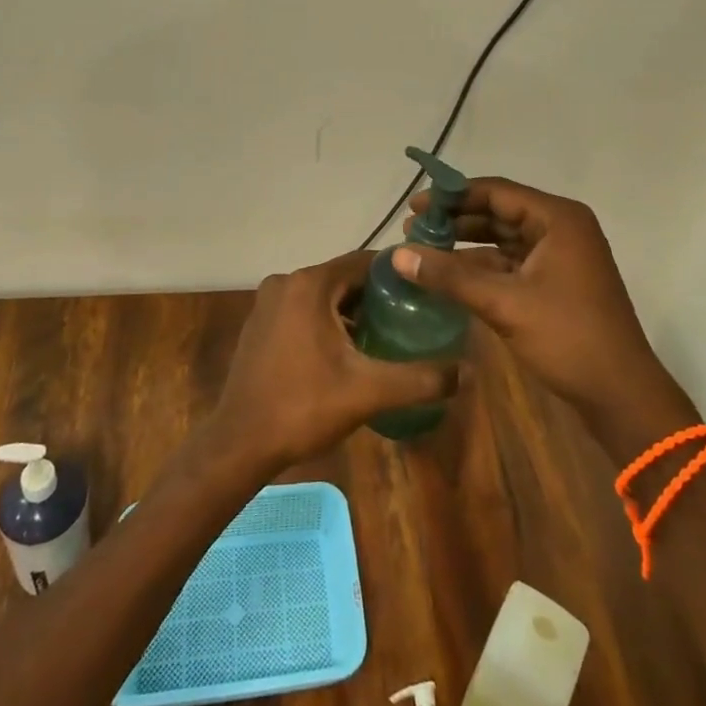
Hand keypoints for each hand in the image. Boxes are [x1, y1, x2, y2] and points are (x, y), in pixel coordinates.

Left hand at [209, 250, 460, 470]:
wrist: (238, 444)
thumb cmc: (303, 407)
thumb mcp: (368, 392)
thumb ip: (419, 379)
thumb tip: (466, 372)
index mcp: (310, 284)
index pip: (365, 261)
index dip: (399, 273)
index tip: (427, 288)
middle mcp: (287, 282)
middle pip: (344, 277)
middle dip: (378, 294)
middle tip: (413, 315)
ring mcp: (269, 302)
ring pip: (324, 294)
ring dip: (353, 309)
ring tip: (387, 333)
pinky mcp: (261, 323)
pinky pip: (304, 309)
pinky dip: (328, 320)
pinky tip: (349, 349)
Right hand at [393, 178, 696, 444]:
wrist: (621, 395)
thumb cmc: (568, 337)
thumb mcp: (504, 303)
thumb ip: (450, 276)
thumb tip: (398, 254)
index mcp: (558, 218)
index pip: (496, 192)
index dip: (452, 196)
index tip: (415, 207)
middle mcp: (561, 228)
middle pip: (499, 212)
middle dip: (456, 220)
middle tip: (412, 229)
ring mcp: (560, 255)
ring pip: (504, 238)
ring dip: (466, 243)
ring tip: (423, 249)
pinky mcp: (555, 281)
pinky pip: (511, 262)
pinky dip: (482, 266)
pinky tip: (450, 275)